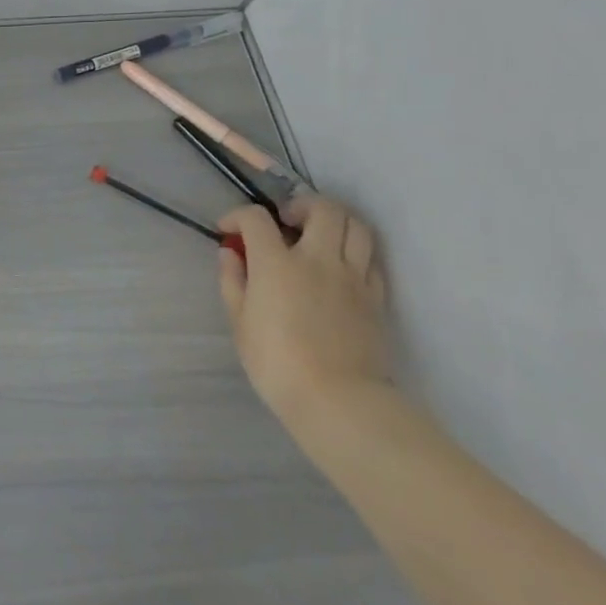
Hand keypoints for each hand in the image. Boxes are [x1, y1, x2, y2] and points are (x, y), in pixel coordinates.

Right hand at [217, 195, 390, 428]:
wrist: (338, 399)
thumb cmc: (276, 362)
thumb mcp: (239, 322)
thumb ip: (233, 281)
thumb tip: (231, 253)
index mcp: (277, 263)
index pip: (256, 218)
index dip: (237, 216)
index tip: (228, 231)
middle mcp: (318, 259)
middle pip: (323, 208)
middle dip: (300, 205)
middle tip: (286, 221)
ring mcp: (353, 277)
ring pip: (357, 226)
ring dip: (335, 221)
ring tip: (319, 236)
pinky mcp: (376, 297)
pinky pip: (371, 259)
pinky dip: (354, 251)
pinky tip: (340, 266)